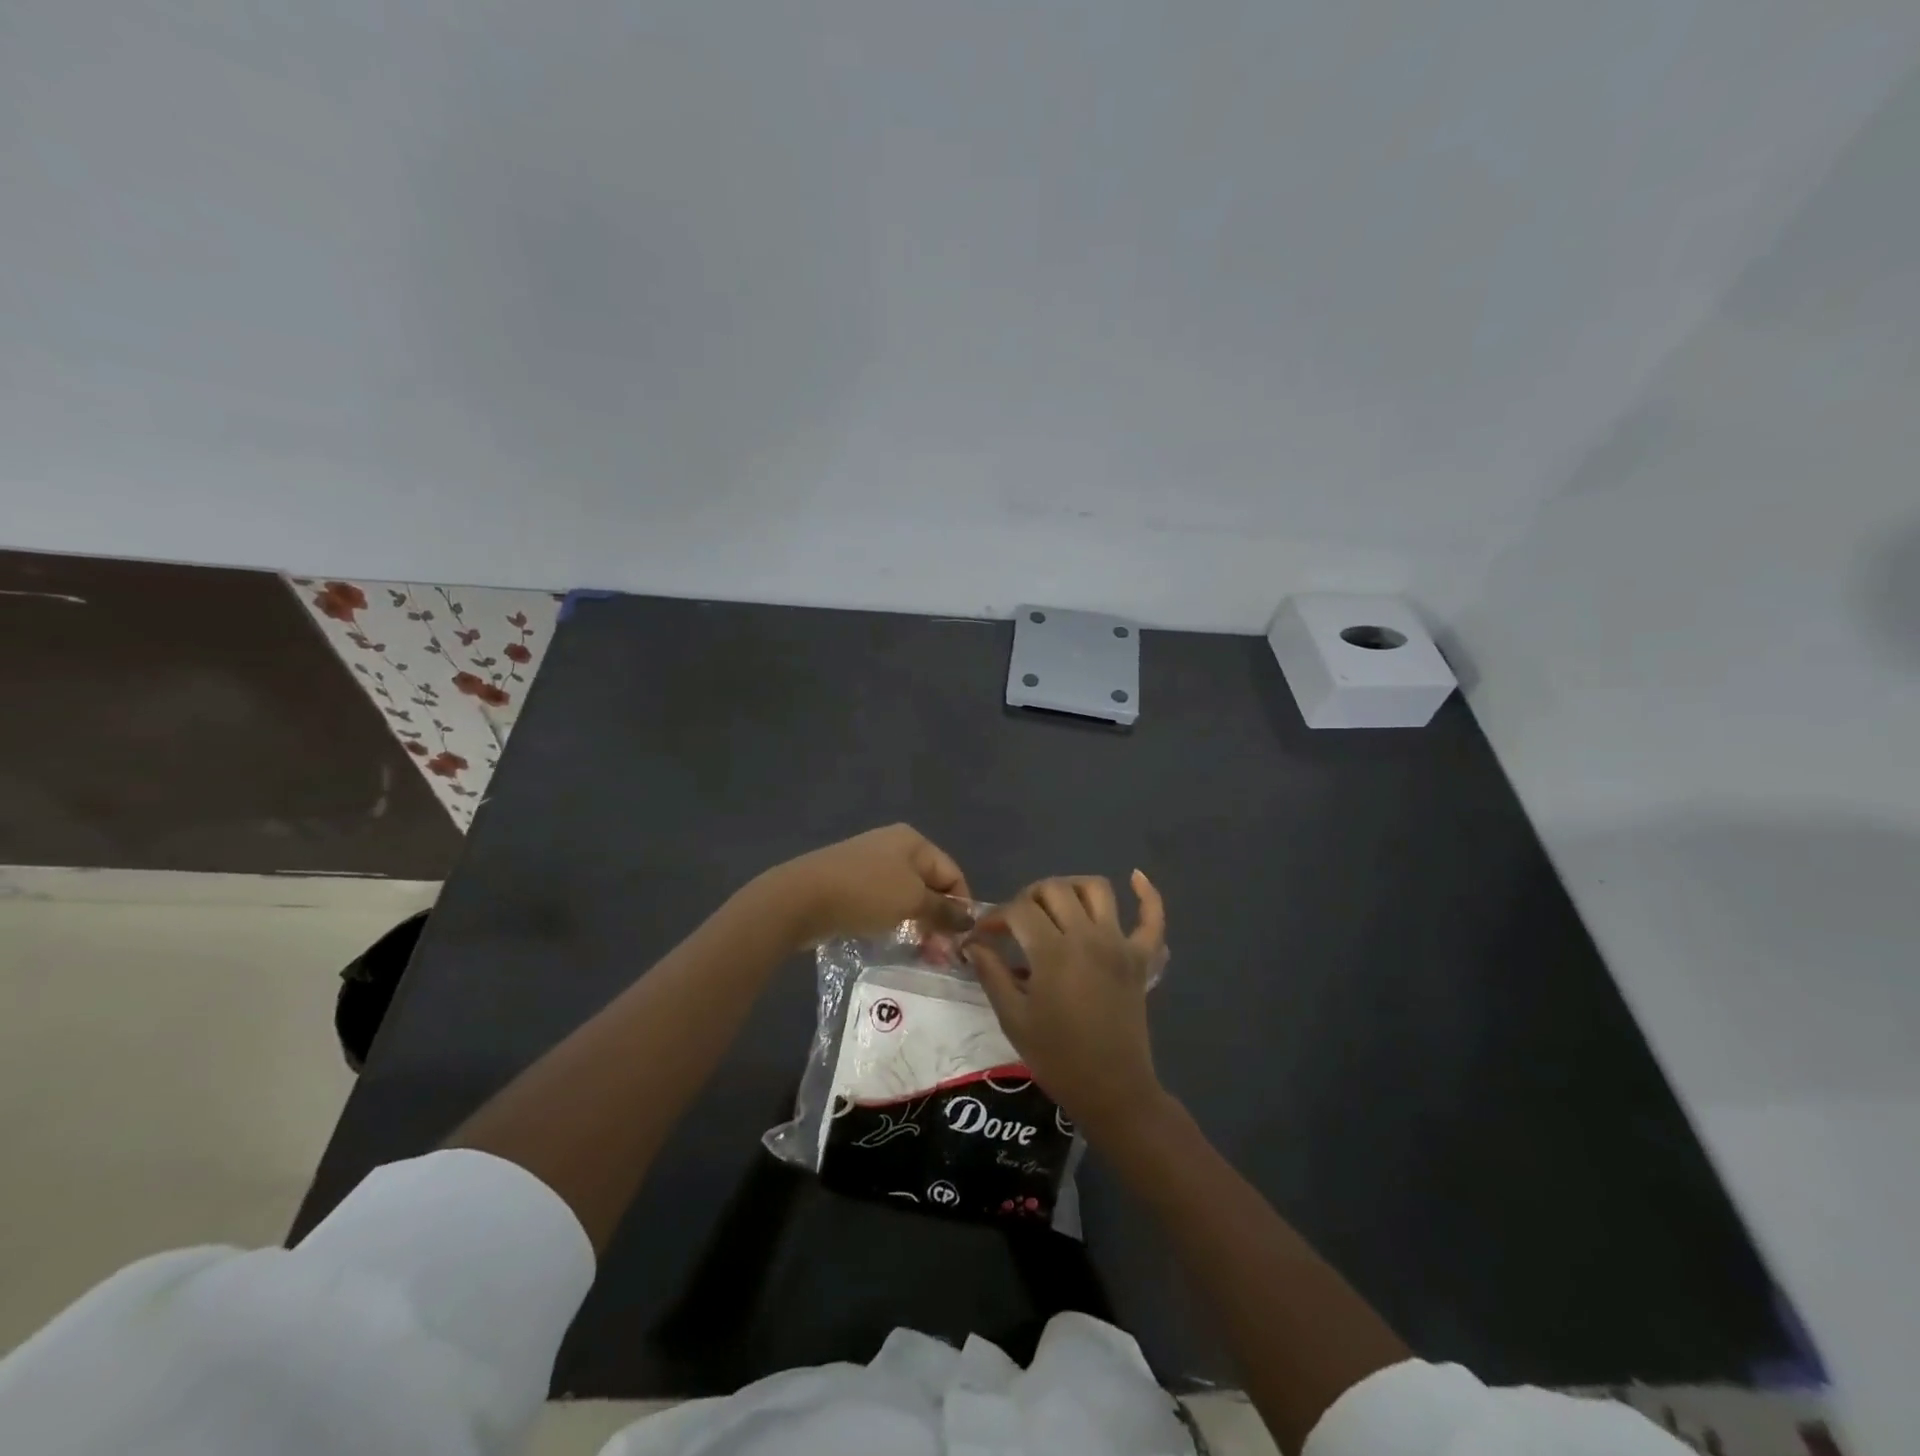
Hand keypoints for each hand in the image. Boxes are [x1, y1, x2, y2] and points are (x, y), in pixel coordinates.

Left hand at [760, 824, 971, 948]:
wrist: (801, 897)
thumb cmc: (866, 893)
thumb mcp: (912, 902)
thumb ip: (944, 910)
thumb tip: (970, 918)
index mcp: (913, 841)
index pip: (952, 873)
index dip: (961, 906)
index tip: (961, 941)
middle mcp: (893, 846)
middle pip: (930, 884)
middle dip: (939, 918)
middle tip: (940, 954)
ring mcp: (869, 863)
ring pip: (906, 896)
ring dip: (917, 923)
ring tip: (920, 952)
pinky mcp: (850, 883)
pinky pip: (883, 902)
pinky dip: (893, 920)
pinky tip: (891, 939)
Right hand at [965, 872, 1168, 1137]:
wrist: (1112, 1090)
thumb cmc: (1057, 1058)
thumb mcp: (1013, 1017)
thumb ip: (991, 973)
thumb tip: (971, 943)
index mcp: (1053, 952)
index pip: (1018, 911)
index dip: (995, 917)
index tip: (983, 935)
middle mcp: (1087, 936)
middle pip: (1054, 890)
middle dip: (1028, 898)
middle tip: (1016, 923)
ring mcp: (1119, 944)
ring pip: (1097, 889)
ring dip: (1072, 888)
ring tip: (1056, 906)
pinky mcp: (1141, 958)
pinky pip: (1152, 918)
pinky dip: (1147, 894)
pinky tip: (1135, 877)